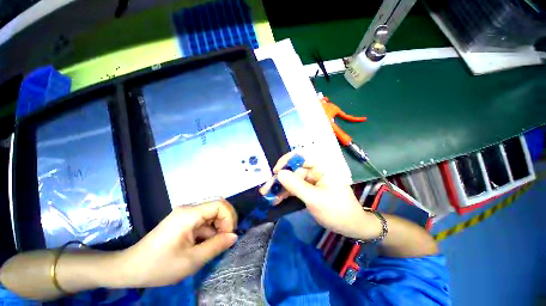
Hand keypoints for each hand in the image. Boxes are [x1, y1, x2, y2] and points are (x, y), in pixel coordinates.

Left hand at [116, 199, 237, 287]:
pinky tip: (203, 246)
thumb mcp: (191, 260)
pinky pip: (203, 221)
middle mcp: (189, 209)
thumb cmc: (159, 266)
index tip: (228, 236)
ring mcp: (185, 214)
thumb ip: (216, 246)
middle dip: (225, 222)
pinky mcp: (183, 221)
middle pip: (217, 207)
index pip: (220, 205)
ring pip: (211, 215)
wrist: (129, 268)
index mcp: (189, 214)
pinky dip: (208, 232)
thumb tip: (234, 236)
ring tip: (213, 246)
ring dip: (217, 228)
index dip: (229, 218)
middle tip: (224, 240)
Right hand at [260, 152, 381, 239]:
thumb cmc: (337, 211)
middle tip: (266, 190)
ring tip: (268, 197)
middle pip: (293, 170)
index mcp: (321, 166)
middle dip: (279, 180)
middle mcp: (315, 170)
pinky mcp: (309, 188)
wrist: (351, 226)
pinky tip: (277, 200)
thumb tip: (279, 174)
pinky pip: (295, 187)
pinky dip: (286, 193)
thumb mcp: (315, 199)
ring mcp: (311, 179)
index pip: (300, 156)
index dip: (286, 161)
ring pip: (292, 179)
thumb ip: (296, 186)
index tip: (276, 172)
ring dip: (280, 188)